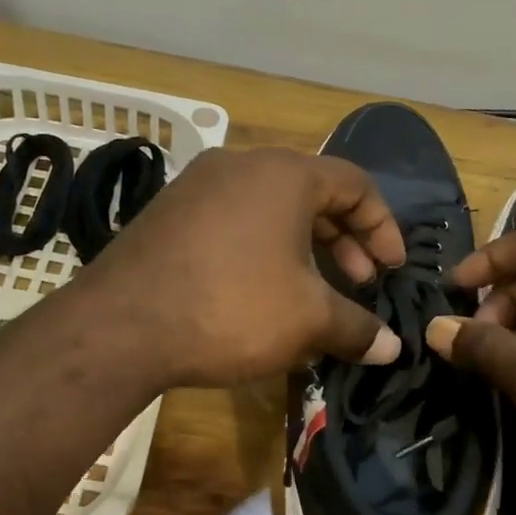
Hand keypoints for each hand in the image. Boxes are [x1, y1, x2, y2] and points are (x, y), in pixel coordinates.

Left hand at [75, 146, 406, 389]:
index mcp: (283, 174)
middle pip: (312, 194)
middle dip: (344, 242)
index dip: (383, 226)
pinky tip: (263, 297)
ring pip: (270, 211)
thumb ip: (357, 328)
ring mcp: (197, 187)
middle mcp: (240, 165)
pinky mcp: (168, 215)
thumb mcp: (307, 320)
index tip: (392, 269)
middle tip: (359, 284)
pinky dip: (262, 252)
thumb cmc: (231, 308)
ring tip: (314, 296)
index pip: (355, 183)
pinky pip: (234, 224)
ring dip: (304, 250)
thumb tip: (394, 348)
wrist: (121, 327)